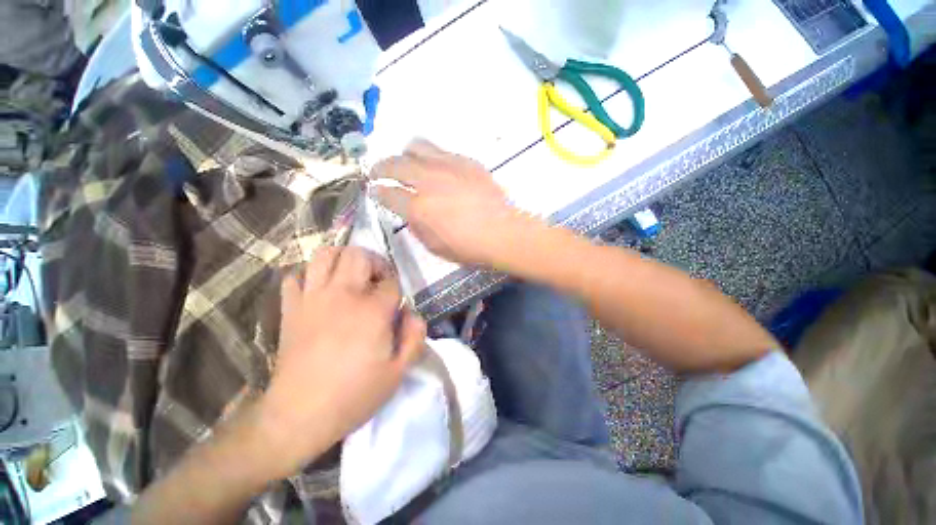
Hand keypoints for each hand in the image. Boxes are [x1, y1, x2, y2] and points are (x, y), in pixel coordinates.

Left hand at [258, 247, 425, 480]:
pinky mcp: (291, 308)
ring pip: (326, 255)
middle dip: (374, 262)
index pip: (391, 281)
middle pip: (359, 255)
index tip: (395, 301)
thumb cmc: (354, 395)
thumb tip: (413, 314)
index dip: (396, 287)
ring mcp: (313, 298)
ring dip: (342, 258)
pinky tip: (319, 289)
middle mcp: (343, 295)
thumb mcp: (398, 372)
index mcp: (372, 311)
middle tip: (377, 280)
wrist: (298, 415)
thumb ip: (414, 337)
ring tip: (350, 275)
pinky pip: (295, 276)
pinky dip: (309, 275)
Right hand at [371, 140, 541, 266]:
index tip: (374, 190)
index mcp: (419, 208)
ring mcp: (448, 167)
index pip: (387, 193)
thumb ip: (416, 227)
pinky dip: (431, 157)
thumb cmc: (469, 247)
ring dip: (405, 155)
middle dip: (380, 167)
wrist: (504, 233)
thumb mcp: (435, 247)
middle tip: (377, 172)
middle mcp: (428, 181)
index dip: (376, 191)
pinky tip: (436, 168)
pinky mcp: (466, 161)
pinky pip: (441, 150)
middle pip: (394, 164)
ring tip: (406, 162)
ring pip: (416, 146)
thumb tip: (409, 212)